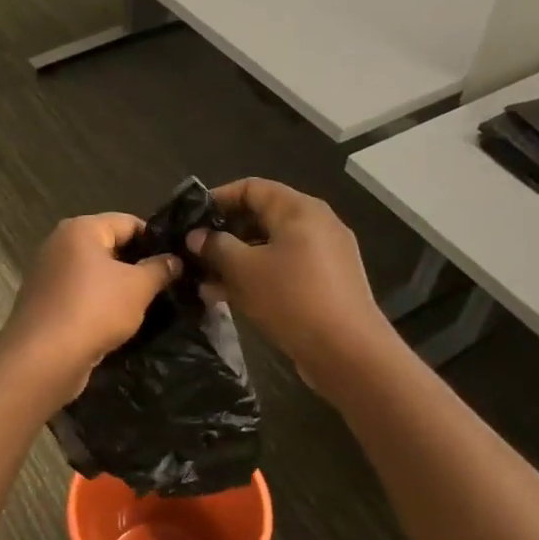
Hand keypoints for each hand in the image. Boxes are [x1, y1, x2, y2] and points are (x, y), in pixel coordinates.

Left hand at [0, 213, 181, 398]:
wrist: (44, 359)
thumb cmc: (95, 310)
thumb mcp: (138, 287)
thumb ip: (160, 269)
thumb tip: (175, 260)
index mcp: (80, 229)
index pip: (128, 222)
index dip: (156, 240)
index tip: (177, 261)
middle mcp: (59, 244)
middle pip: (109, 246)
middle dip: (137, 264)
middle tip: (166, 284)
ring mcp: (48, 274)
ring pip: (94, 273)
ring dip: (118, 287)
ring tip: (147, 305)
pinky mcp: (44, 302)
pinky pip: (80, 295)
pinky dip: (99, 303)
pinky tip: (118, 322)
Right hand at [188, 178, 393, 380]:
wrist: (348, 352)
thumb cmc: (292, 298)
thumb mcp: (244, 270)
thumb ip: (216, 247)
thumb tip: (197, 236)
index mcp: (299, 209)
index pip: (251, 187)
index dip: (218, 198)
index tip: (190, 219)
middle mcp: (316, 223)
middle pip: (262, 217)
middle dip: (225, 235)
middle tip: (195, 254)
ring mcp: (325, 254)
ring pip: (271, 247)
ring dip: (238, 261)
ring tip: (206, 283)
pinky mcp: (328, 282)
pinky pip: (286, 269)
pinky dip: (259, 276)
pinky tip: (232, 298)